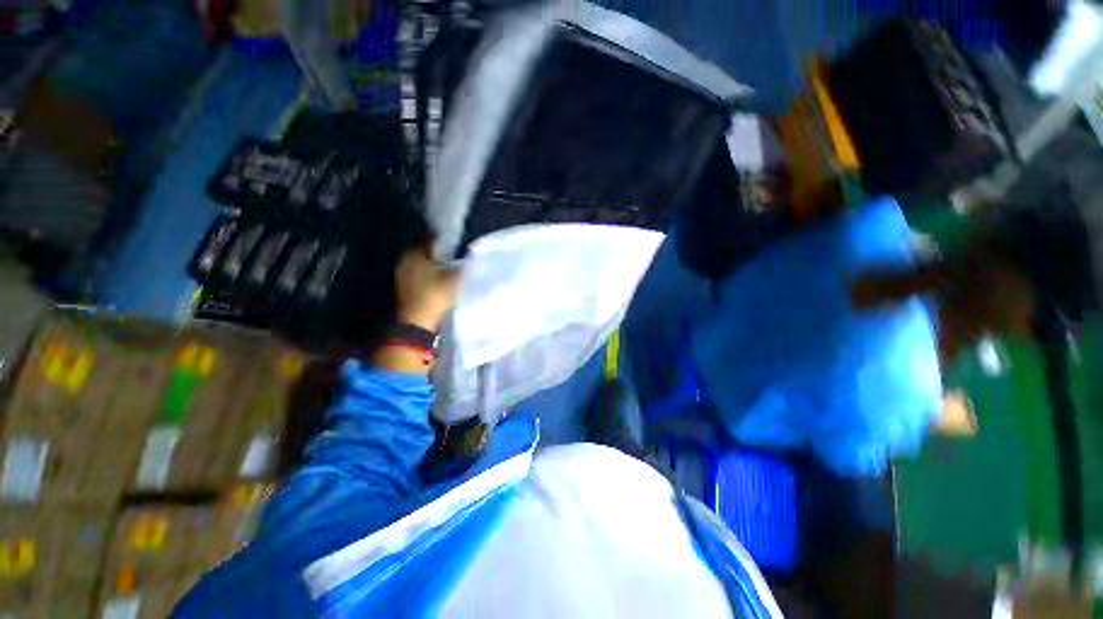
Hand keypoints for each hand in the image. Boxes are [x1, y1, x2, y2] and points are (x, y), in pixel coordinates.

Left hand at [394, 245, 458, 330]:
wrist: (419, 323)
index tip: (460, 250)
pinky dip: (431, 280)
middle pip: (427, 255)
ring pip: (424, 268)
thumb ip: (463, 264)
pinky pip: (421, 279)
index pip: (432, 242)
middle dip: (442, 258)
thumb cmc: (436, 294)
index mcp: (413, 254)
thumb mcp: (455, 277)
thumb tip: (471, 256)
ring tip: (452, 275)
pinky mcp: (405, 291)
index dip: (448, 245)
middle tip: (458, 263)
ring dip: (436, 270)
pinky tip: (442, 286)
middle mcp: (404, 262)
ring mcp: (402, 277)